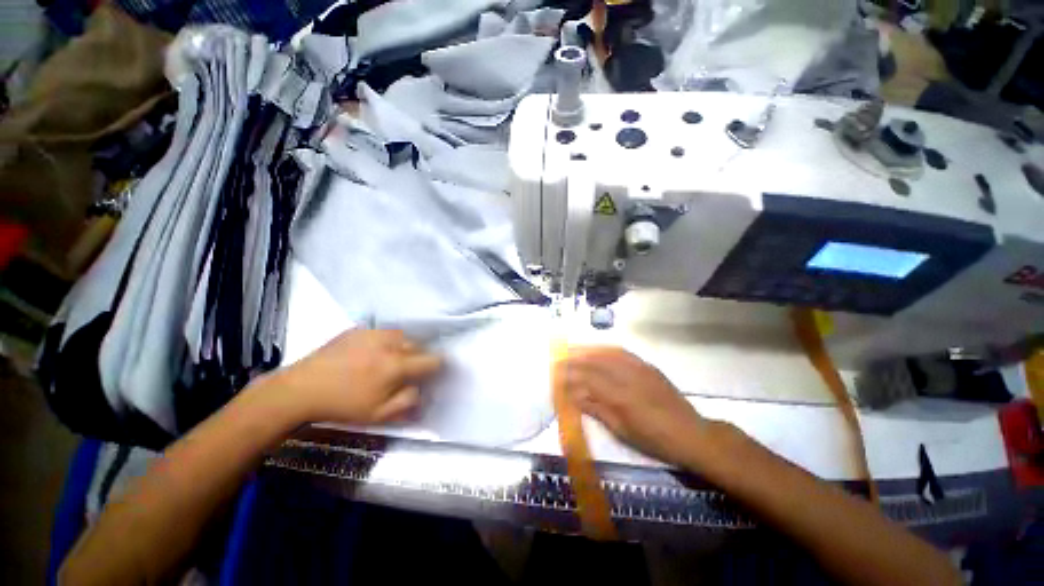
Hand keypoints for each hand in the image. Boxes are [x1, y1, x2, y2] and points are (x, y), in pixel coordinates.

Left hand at [268, 329, 441, 424]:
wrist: (301, 389)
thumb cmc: (342, 405)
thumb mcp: (377, 415)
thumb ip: (407, 402)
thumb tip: (423, 391)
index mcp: (396, 365)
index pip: (432, 360)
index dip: (437, 366)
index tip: (432, 373)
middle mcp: (390, 344)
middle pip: (419, 345)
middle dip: (418, 357)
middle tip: (407, 370)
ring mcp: (373, 333)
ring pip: (402, 336)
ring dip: (404, 346)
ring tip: (390, 359)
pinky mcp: (359, 329)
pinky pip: (383, 332)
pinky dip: (386, 340)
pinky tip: (372, 352)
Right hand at [558, 347, 705, 465]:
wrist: (691, 434)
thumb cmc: (655, 440)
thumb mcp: (622, 431)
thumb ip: (597, 409)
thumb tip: (574, 397)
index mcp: (621, 396)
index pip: (588, 379)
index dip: (569, 375)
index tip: (556, 374)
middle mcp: (628, 376)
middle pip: (595, 362)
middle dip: (574, 359)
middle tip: (559, 359)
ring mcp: (639, 368)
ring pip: (607, 352)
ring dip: (587, 349)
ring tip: (572, 350)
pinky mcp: (647, 365)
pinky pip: (622, 351)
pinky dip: (605, 348)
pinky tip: (597, 350)